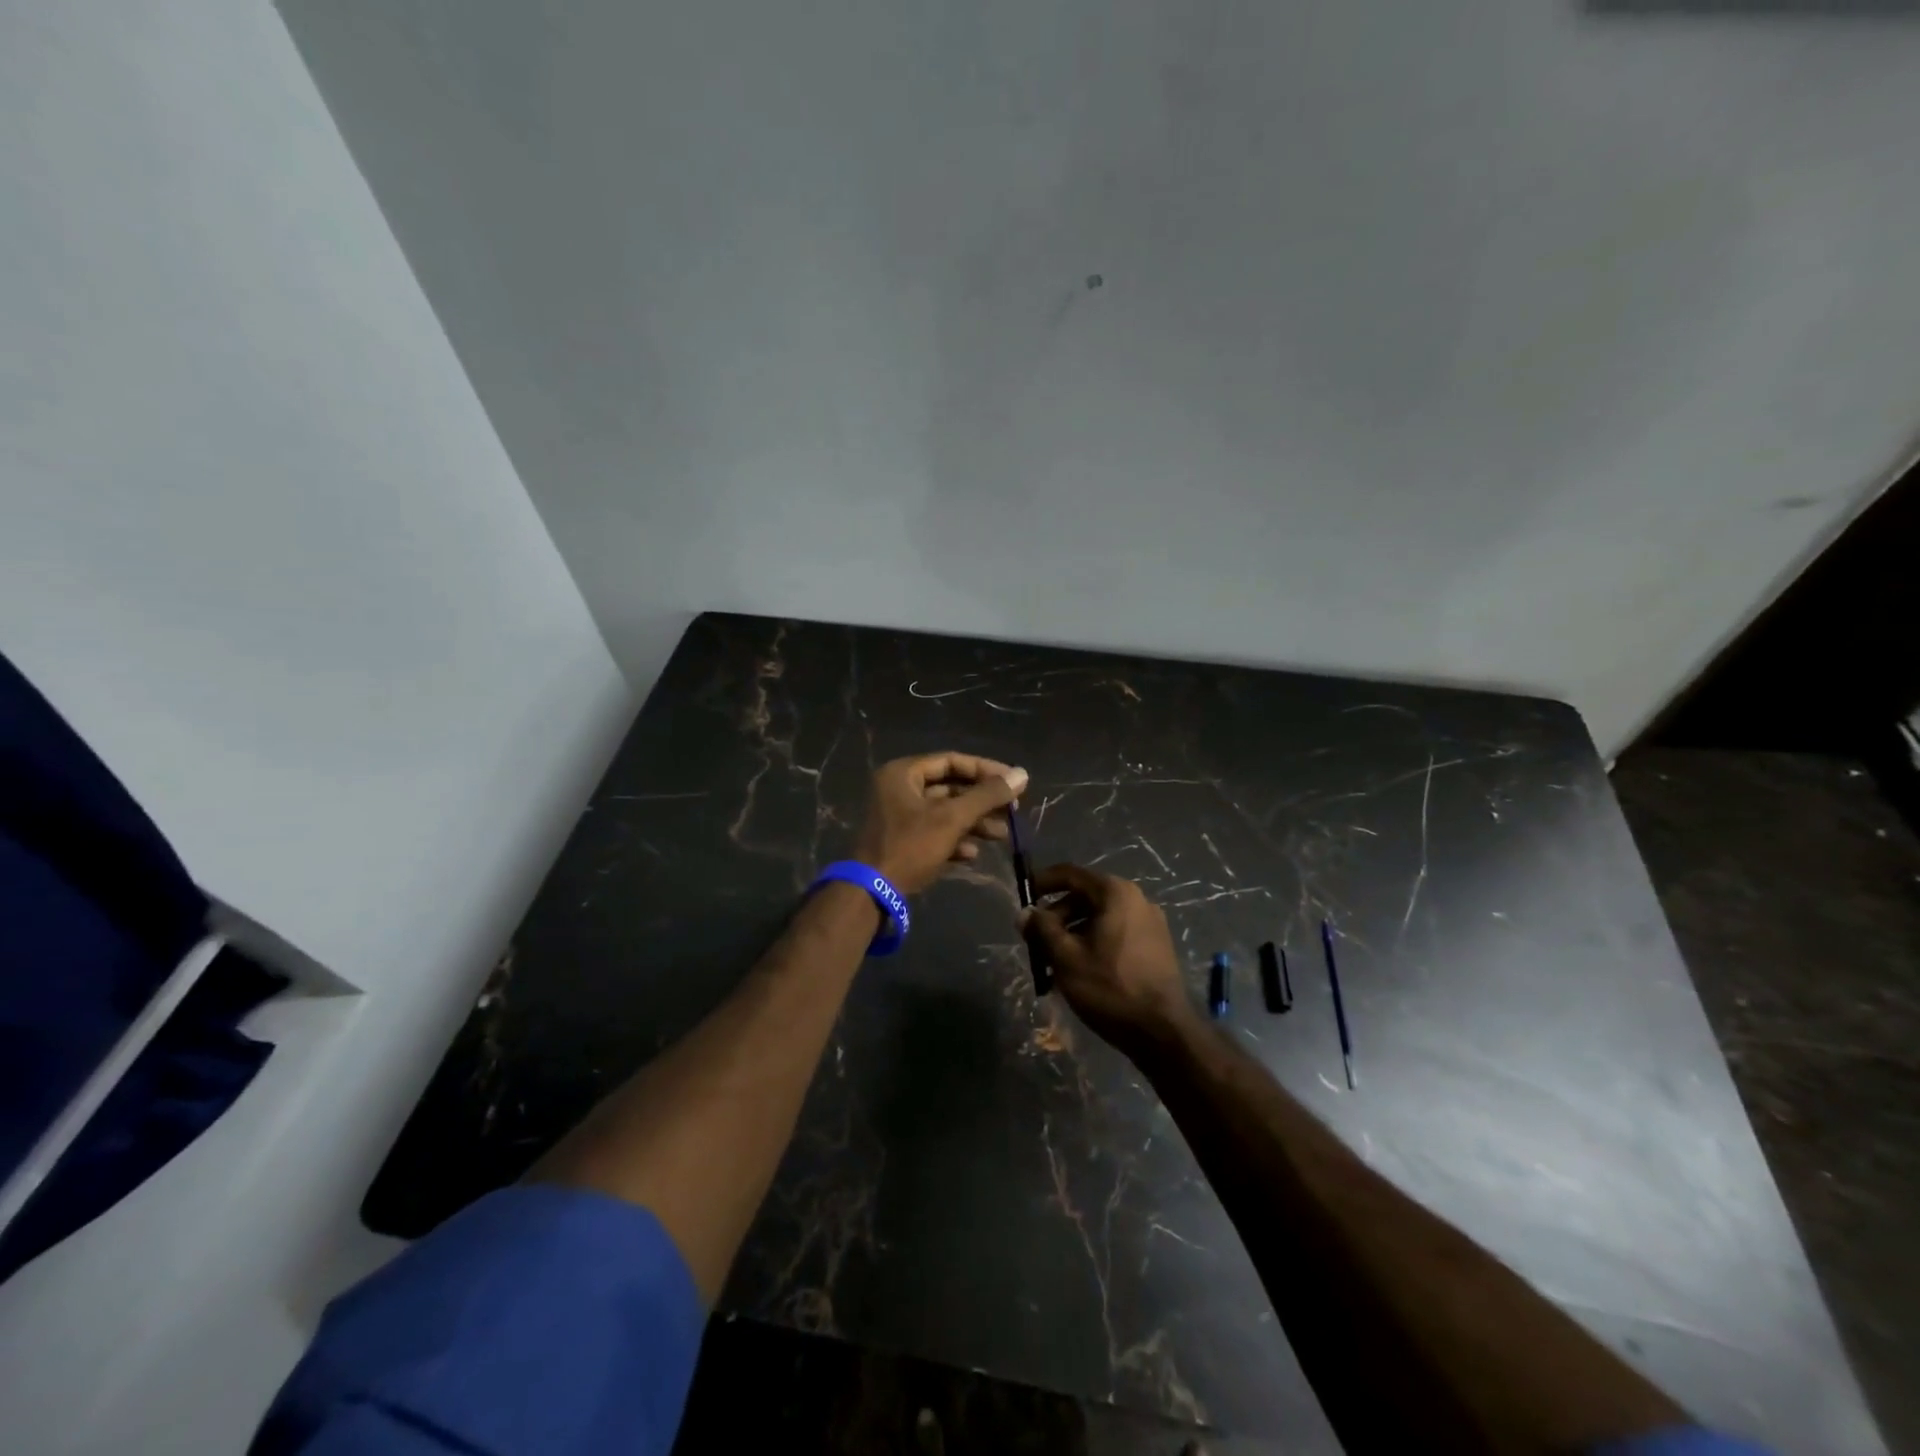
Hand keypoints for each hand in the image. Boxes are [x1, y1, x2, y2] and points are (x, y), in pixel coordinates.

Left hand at [852, 753, 1027, 894]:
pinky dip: (955, 840)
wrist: (872, 893)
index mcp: (903, 774)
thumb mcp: (952, 818)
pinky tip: (973, 854)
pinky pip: (934, 833)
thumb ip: (987, 795)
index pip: (952, 761)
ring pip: (945, 812)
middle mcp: (899, 789)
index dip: (986, 770)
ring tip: (1002, 835)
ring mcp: (899, 817)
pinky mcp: (902, 842)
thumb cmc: (910, 846)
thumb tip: (1022, 774)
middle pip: (950, 787)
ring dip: (974, 823)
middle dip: (982, 801)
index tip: (1015, 782)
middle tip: (1013, 811)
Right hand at [1020, 864, 1196, 1057]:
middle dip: (1056, 917)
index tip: (1022, 896)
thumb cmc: (1110, 987)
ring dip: (1072, 934)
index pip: (1070, 874)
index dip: (1042, 882)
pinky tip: (1079, 971)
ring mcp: (1150, 922)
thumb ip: (1042, 929)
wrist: (1163, 1032)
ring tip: (1053, 963)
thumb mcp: (1066, 957)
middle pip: (1085, 897)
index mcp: (1115, 893)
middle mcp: (1136, 899)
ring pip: (1099, 918)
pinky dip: (1093, 943)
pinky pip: (1115, 933)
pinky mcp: (1156, 945)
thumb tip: (1025, 913)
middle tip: (1035, 942)